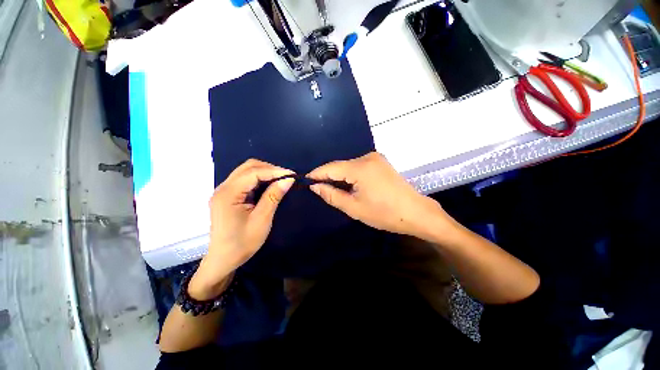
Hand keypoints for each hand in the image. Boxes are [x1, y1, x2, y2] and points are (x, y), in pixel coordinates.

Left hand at [189, 159, 294, 299]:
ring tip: (280, 180)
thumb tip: (288, 180)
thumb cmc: (242, 243)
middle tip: (286, 177)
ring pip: (246, 171)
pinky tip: (269, 185)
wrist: (223, 260)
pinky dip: (259, 179)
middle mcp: (223, 187)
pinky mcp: (228, 195)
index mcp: (228, 194)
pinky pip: (245, 180)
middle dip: (270, 169)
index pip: (254, 172)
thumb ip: (273, 196)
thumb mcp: (262, 220)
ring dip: (265, 172)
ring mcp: (224, 191)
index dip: (275, 171)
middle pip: (248, 167)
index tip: (292, 175)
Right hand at [307, 152, 448, 238]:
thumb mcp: (354, 207)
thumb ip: (331, 195)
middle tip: (319, 188)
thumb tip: (315, 186)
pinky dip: (351, 175)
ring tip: (333, 189)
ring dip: (340, 176)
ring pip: (349, 166)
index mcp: (360, 167)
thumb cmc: (384, 213)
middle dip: (328, 176)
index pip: (331, 167)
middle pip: (340, 165)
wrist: (415, 212)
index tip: (306, 180)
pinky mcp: (381, 162)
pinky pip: (359, 166)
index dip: (317, 174)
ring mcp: (376, 158)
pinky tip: (349, 185)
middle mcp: (367, 157)